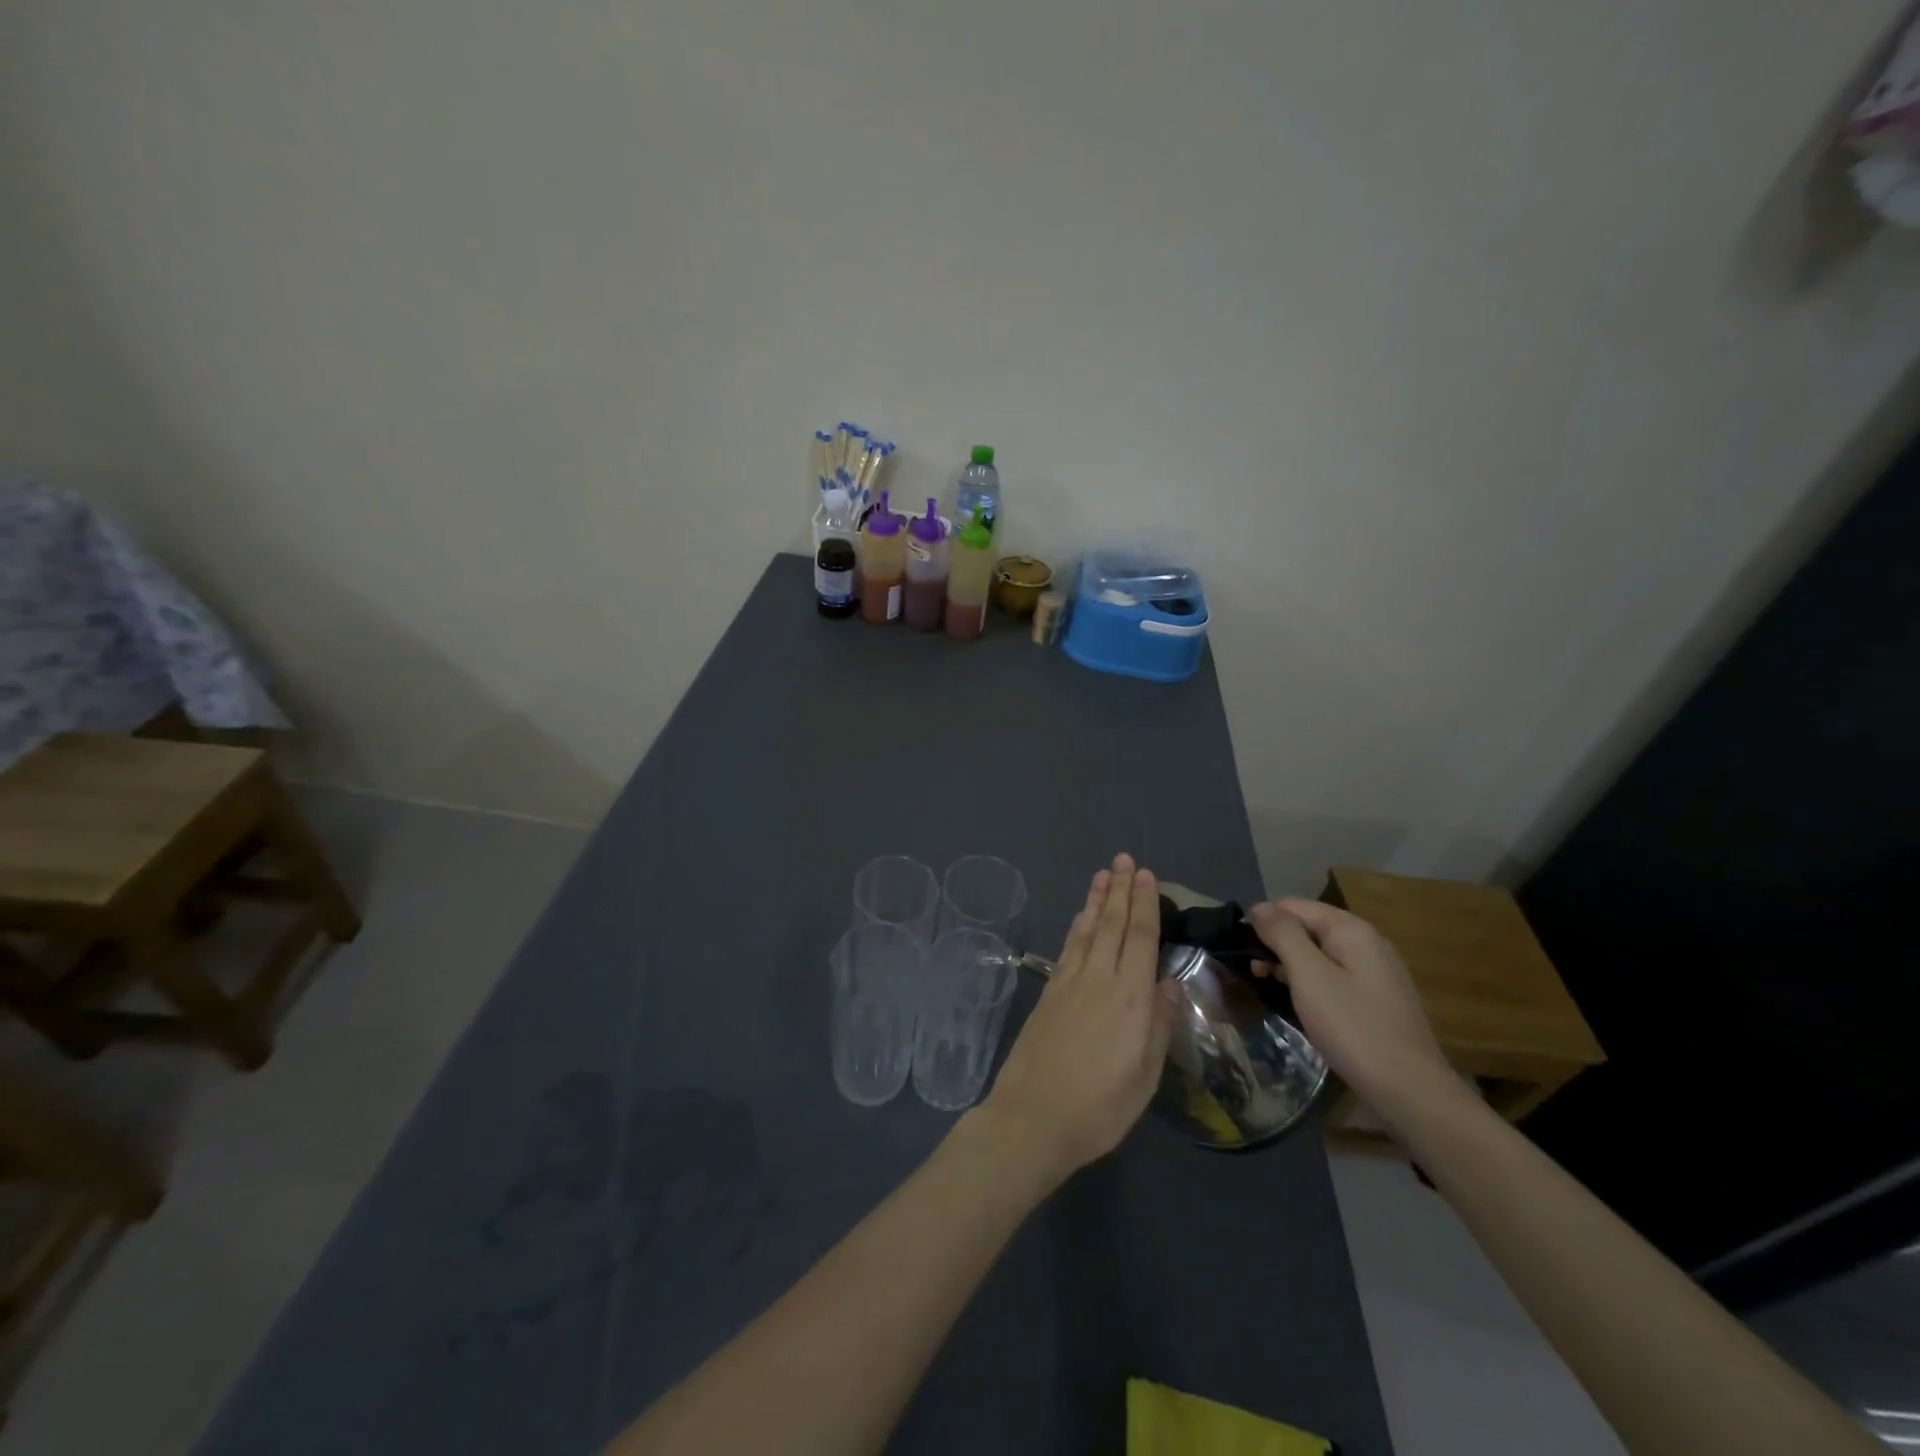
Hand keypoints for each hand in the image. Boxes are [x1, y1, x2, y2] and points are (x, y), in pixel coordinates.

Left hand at [974, 855, 1177, 1188]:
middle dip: (1120, 889)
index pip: (1139, 937)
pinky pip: (1068, 947)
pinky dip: (1077, 925)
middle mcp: (1098, 979)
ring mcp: (1068, 983)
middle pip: (1111, 924)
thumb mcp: (1144, 1075)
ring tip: (1104, 875)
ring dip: (1096, 900)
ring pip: (1087, 930)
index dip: (1144, 904)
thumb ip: (1157, 1024)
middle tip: (1124, 860)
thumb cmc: (1099, 1106)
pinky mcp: (1048, 993)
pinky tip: (1080, 918)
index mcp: (1129, 997)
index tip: (1147, 876)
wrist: (1032, 1117)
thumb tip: (1165, 982)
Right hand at [1247, 898, 1454, 1121]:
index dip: (1263, 920)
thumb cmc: (1352, 1026)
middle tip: (1251, 971)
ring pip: (1320, 953)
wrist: (1409, 1090)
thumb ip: (1282, 934)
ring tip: (1264, 984)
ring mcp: (1375, 972)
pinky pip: (1334, 976)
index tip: (1239, 946)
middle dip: (1275, 942)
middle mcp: (1367, 942)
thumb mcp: (1309, 975)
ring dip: (1290, 963)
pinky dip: (1310, 981)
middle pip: (1308, 927)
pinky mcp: (1377, 999)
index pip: (1294, 906)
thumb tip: (1259, 907)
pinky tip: (1298, 1001)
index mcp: (1351, 930)